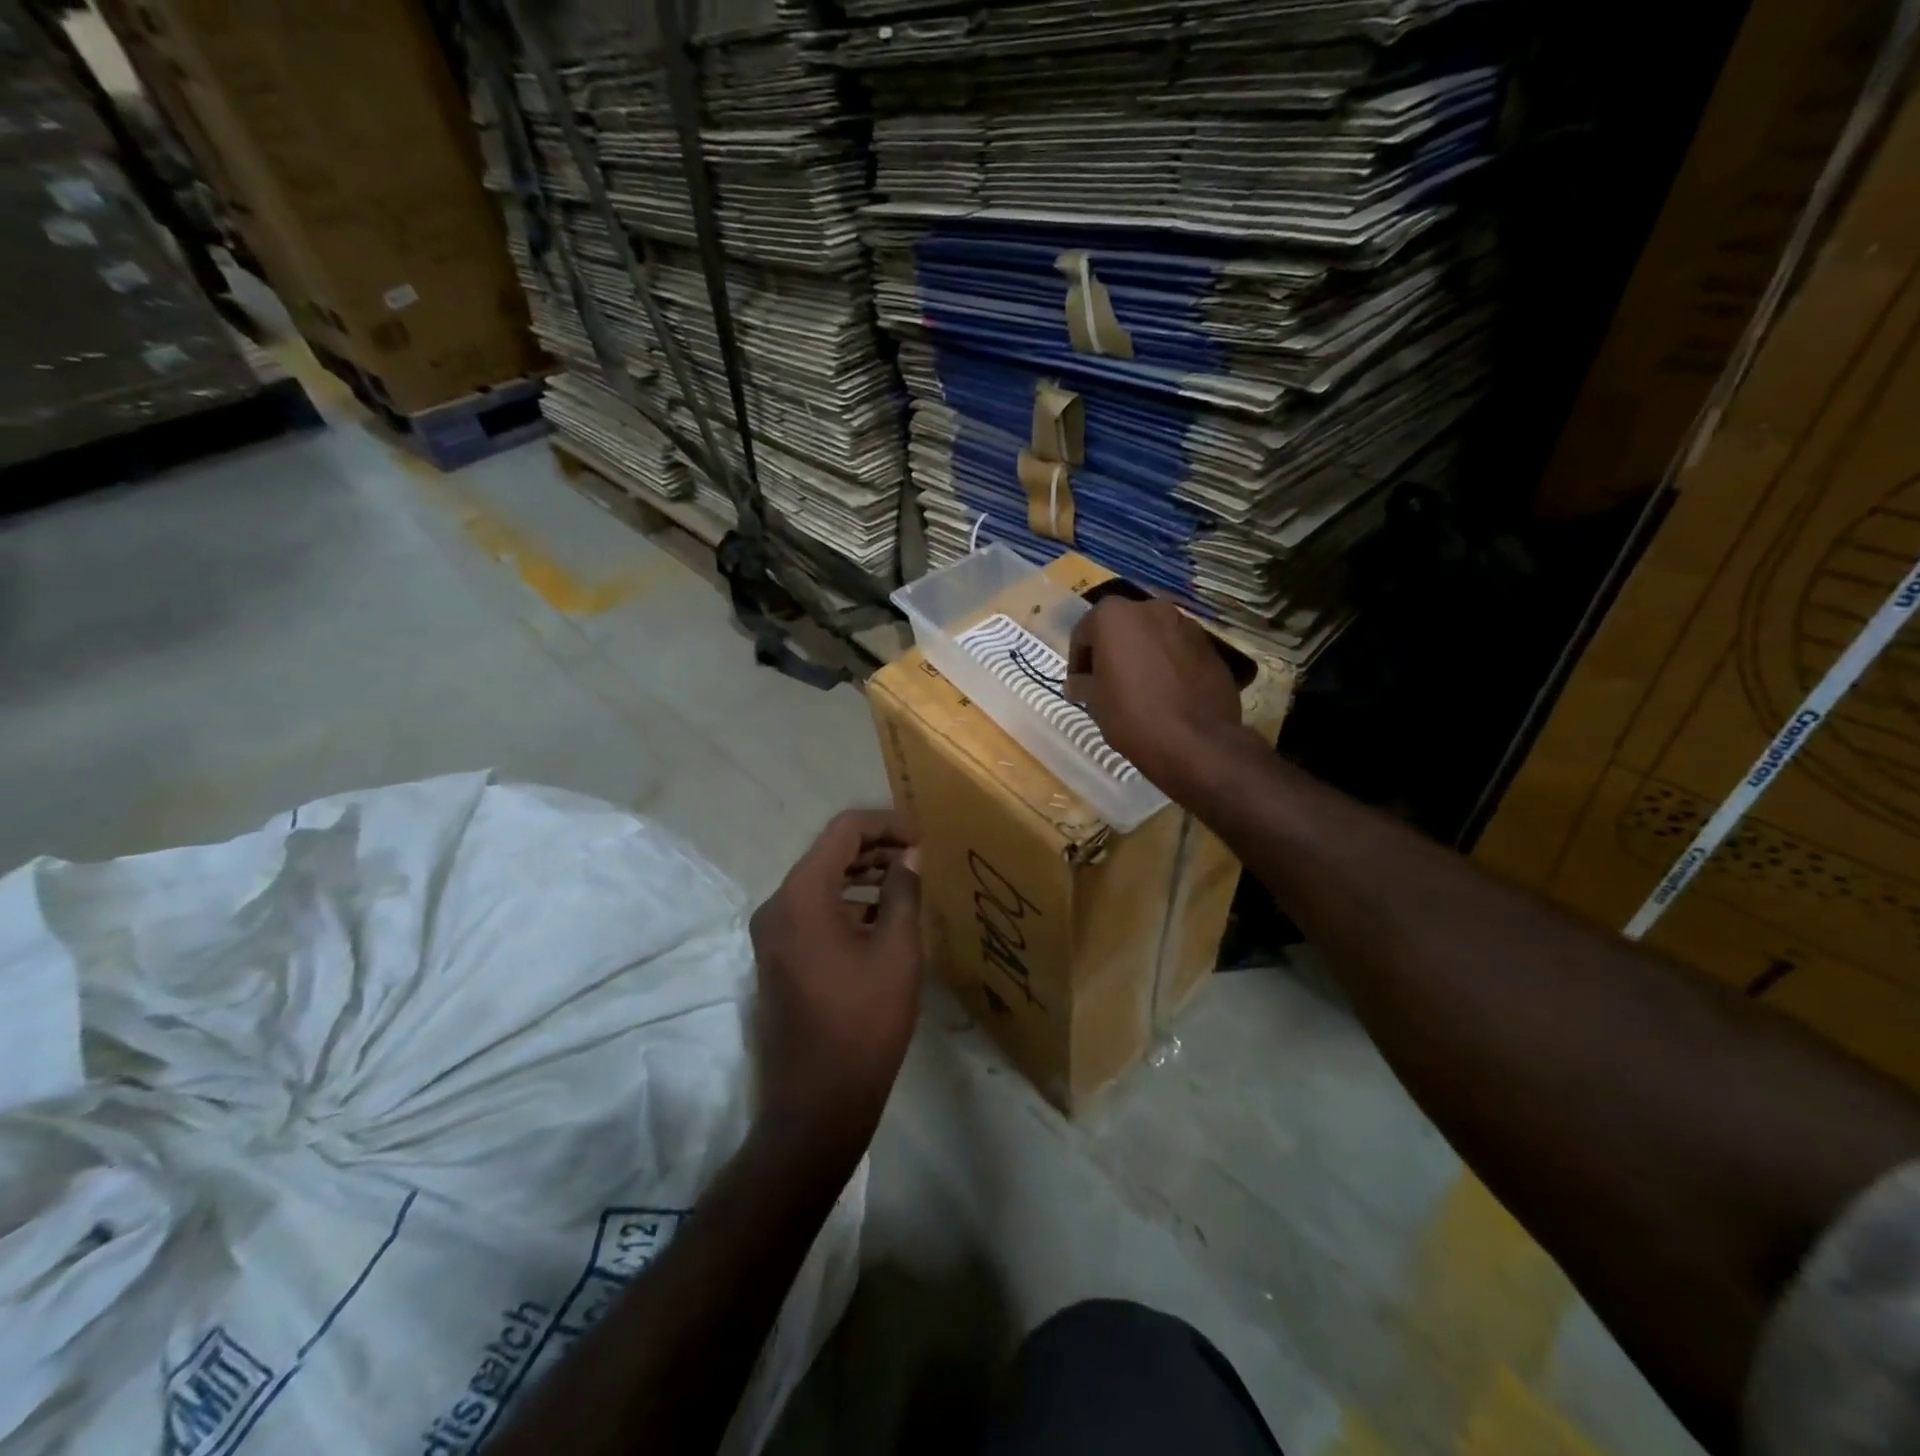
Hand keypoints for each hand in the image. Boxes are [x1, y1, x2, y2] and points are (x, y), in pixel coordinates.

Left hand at [749, 811, 922, 1154]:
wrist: (818, 1102)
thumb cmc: (864, 1021)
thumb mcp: (897, 951)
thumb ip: (903, 892)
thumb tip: (909, 856)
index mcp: (802, 895)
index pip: (843, 831)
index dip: (885, 824)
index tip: (921, 836)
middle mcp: (777, 905)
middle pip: (828, 853)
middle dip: (874, 848)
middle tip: (918, 856)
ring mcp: (772, 932)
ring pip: (820, 881)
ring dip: (861, 874)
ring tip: (905, 881)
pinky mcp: (777, 955)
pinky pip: (812, 910)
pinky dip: (845, 902)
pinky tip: (880, 915)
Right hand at [1064, 597, 1245, 793]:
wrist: (1197, 743)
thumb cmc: (1132, 716)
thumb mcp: (1095, 702)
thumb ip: (1083, 684)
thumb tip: (1077, 684)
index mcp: (1114, 616)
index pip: (1084, 633)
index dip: (1078, 660)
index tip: (1078, 685)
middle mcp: (1151, 609)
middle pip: (1121, 628)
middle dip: (1111, 652)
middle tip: (1105, 684)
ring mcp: (1185, 625)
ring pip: (1152, 637)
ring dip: (1141, 656)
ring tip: (1138, 689)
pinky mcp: (1210, 646)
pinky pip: (1178, 650)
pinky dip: (1167, 664)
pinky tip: (1165, 693)